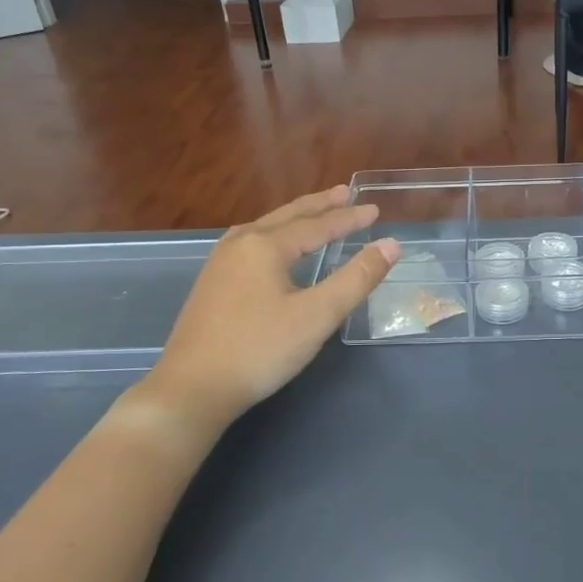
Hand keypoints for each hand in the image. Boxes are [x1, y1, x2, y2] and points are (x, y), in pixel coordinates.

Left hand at [145, 187, 398, 432]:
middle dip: (319, 205)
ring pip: (265, 228)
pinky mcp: (211, 284)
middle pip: (287, 216)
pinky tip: (273, 247)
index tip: (374, 210)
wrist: (191, 389)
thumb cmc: (260, 350)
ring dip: (294, 218)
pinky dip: (274, 235)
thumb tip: (391, 245)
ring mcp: (220, 263)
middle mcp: (240, 244)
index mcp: (265, 246)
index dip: (348, 218)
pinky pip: (250, 243)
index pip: (317, 225)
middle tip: (345, 192)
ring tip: (314, 213)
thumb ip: (356, 279)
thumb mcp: (317, 316)